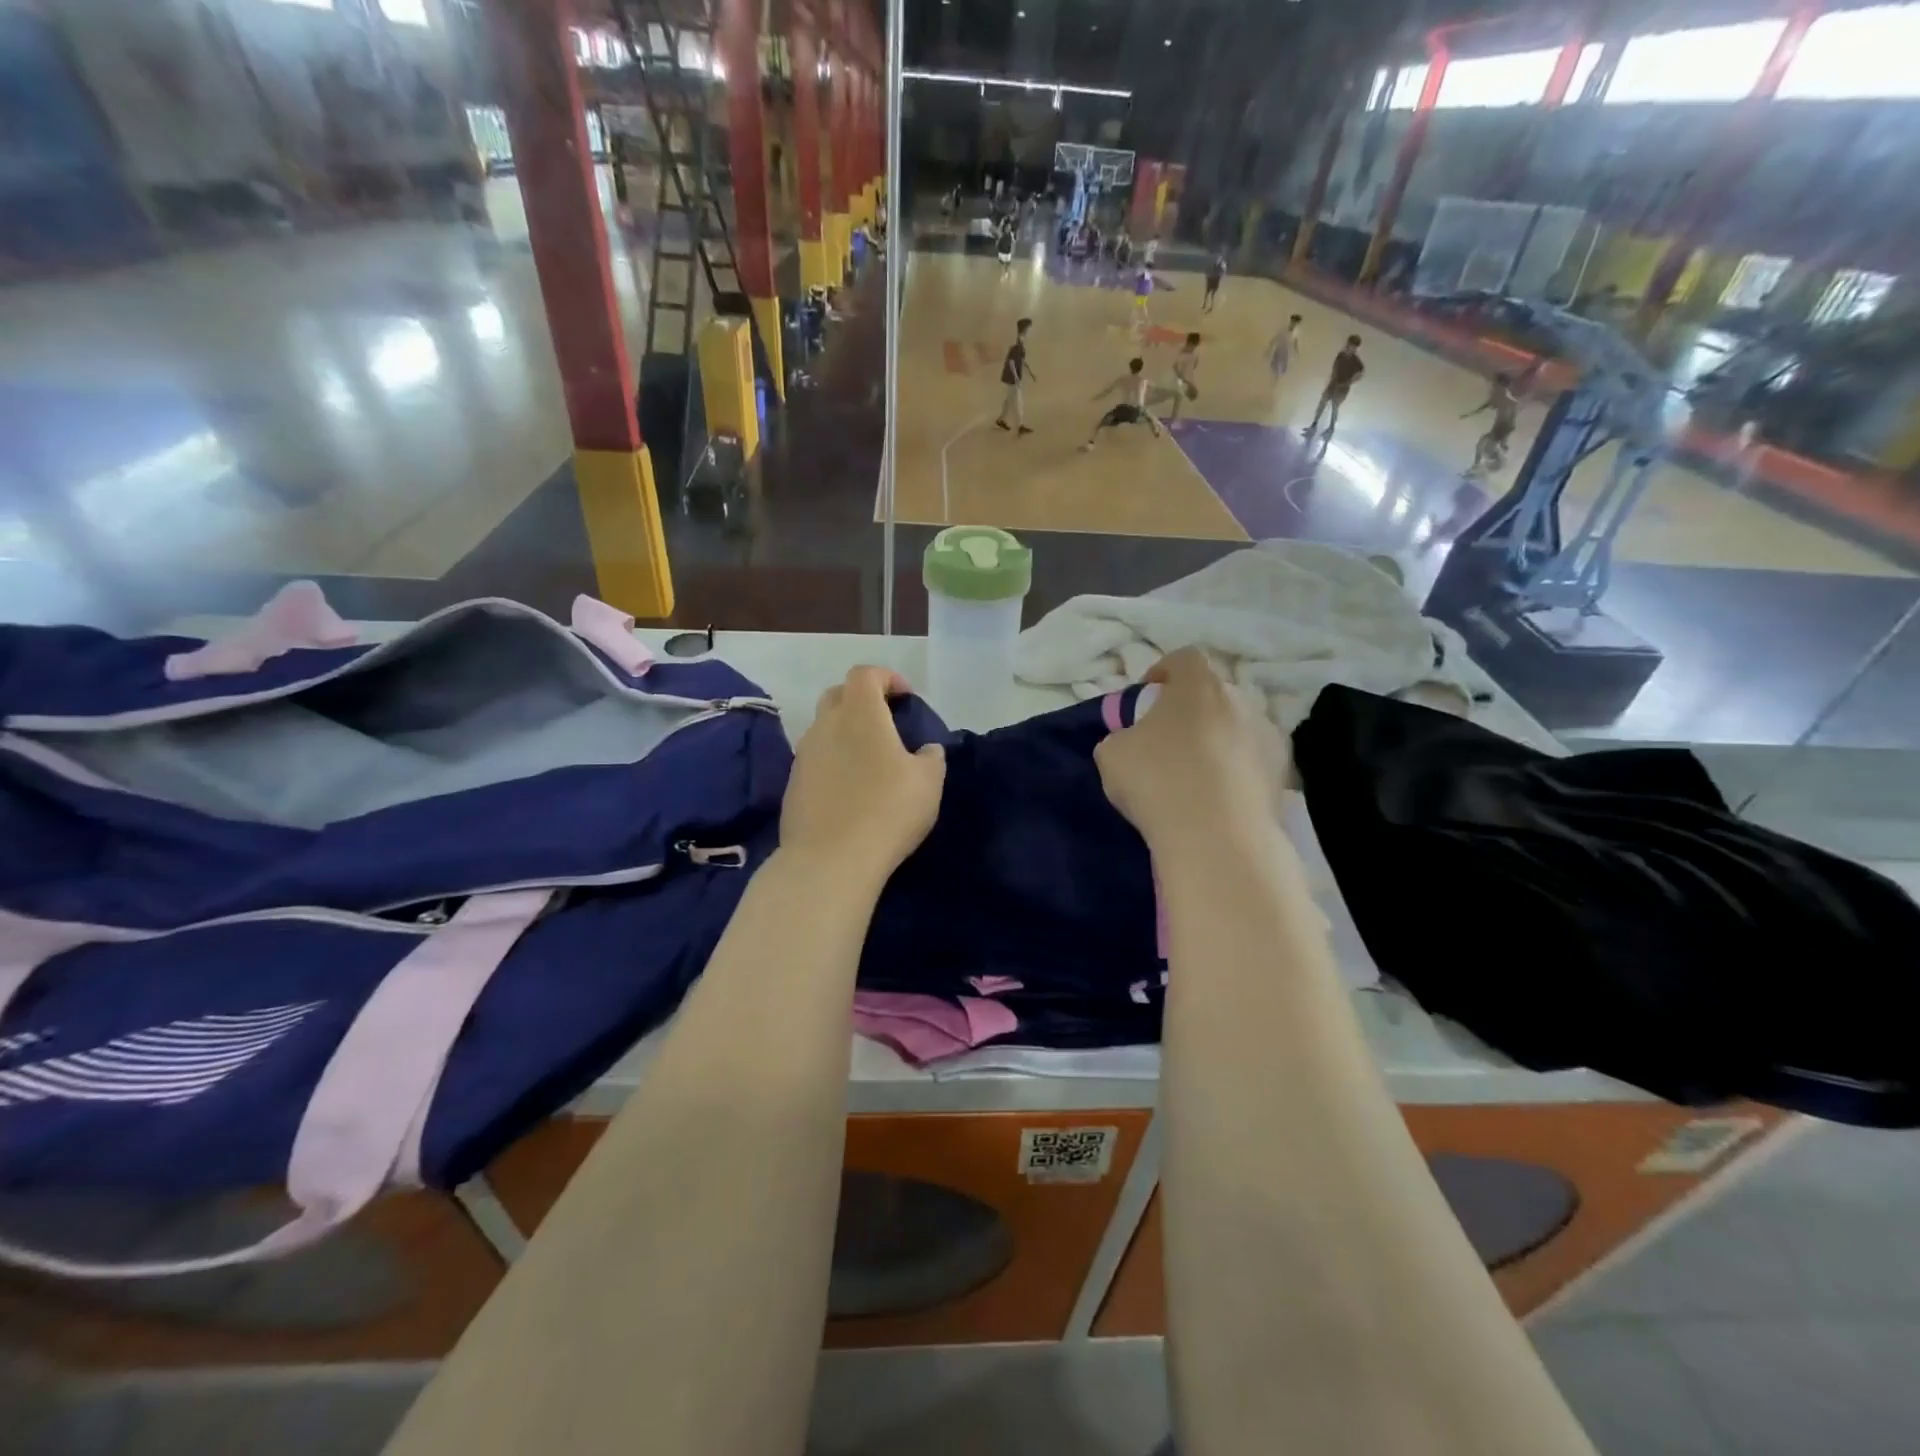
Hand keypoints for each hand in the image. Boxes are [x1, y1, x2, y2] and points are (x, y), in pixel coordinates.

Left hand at [782, 666, 945, 881]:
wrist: (830, 860)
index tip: (905, 697)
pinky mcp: (793, 785)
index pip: (864, 674)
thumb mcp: (929, 782)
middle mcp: (825, 726)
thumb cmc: (887, 811)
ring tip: (869, 759)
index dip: (886, 677)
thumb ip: (931, 757)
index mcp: (859, 715)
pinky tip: (849, 788)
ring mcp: (804, 756)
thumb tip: (926, 750)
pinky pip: (815, 759)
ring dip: (845, 732)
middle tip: (885, 722)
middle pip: (838, 695)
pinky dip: (833, 761)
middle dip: (861, 699)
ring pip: (823, 728)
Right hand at [1093, 648, 1288, 852]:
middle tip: (1169, 739)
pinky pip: (1253, 762)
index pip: (1185, 658)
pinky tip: (1220, 800)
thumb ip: (1121, 736)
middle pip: (1215, 693)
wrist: (1217, 838)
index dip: (1164, 671)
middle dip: (1193, 710)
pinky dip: (1238, 772)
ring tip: (1197, 775)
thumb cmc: (1157, 781)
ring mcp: (1269, 737)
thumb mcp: (1111, 755)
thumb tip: (1132, 741)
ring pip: (1237, 728)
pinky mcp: (1284, 775)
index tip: (1148, 694)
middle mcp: (1241, 700)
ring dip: (1218, 741)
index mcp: (1198, 685)